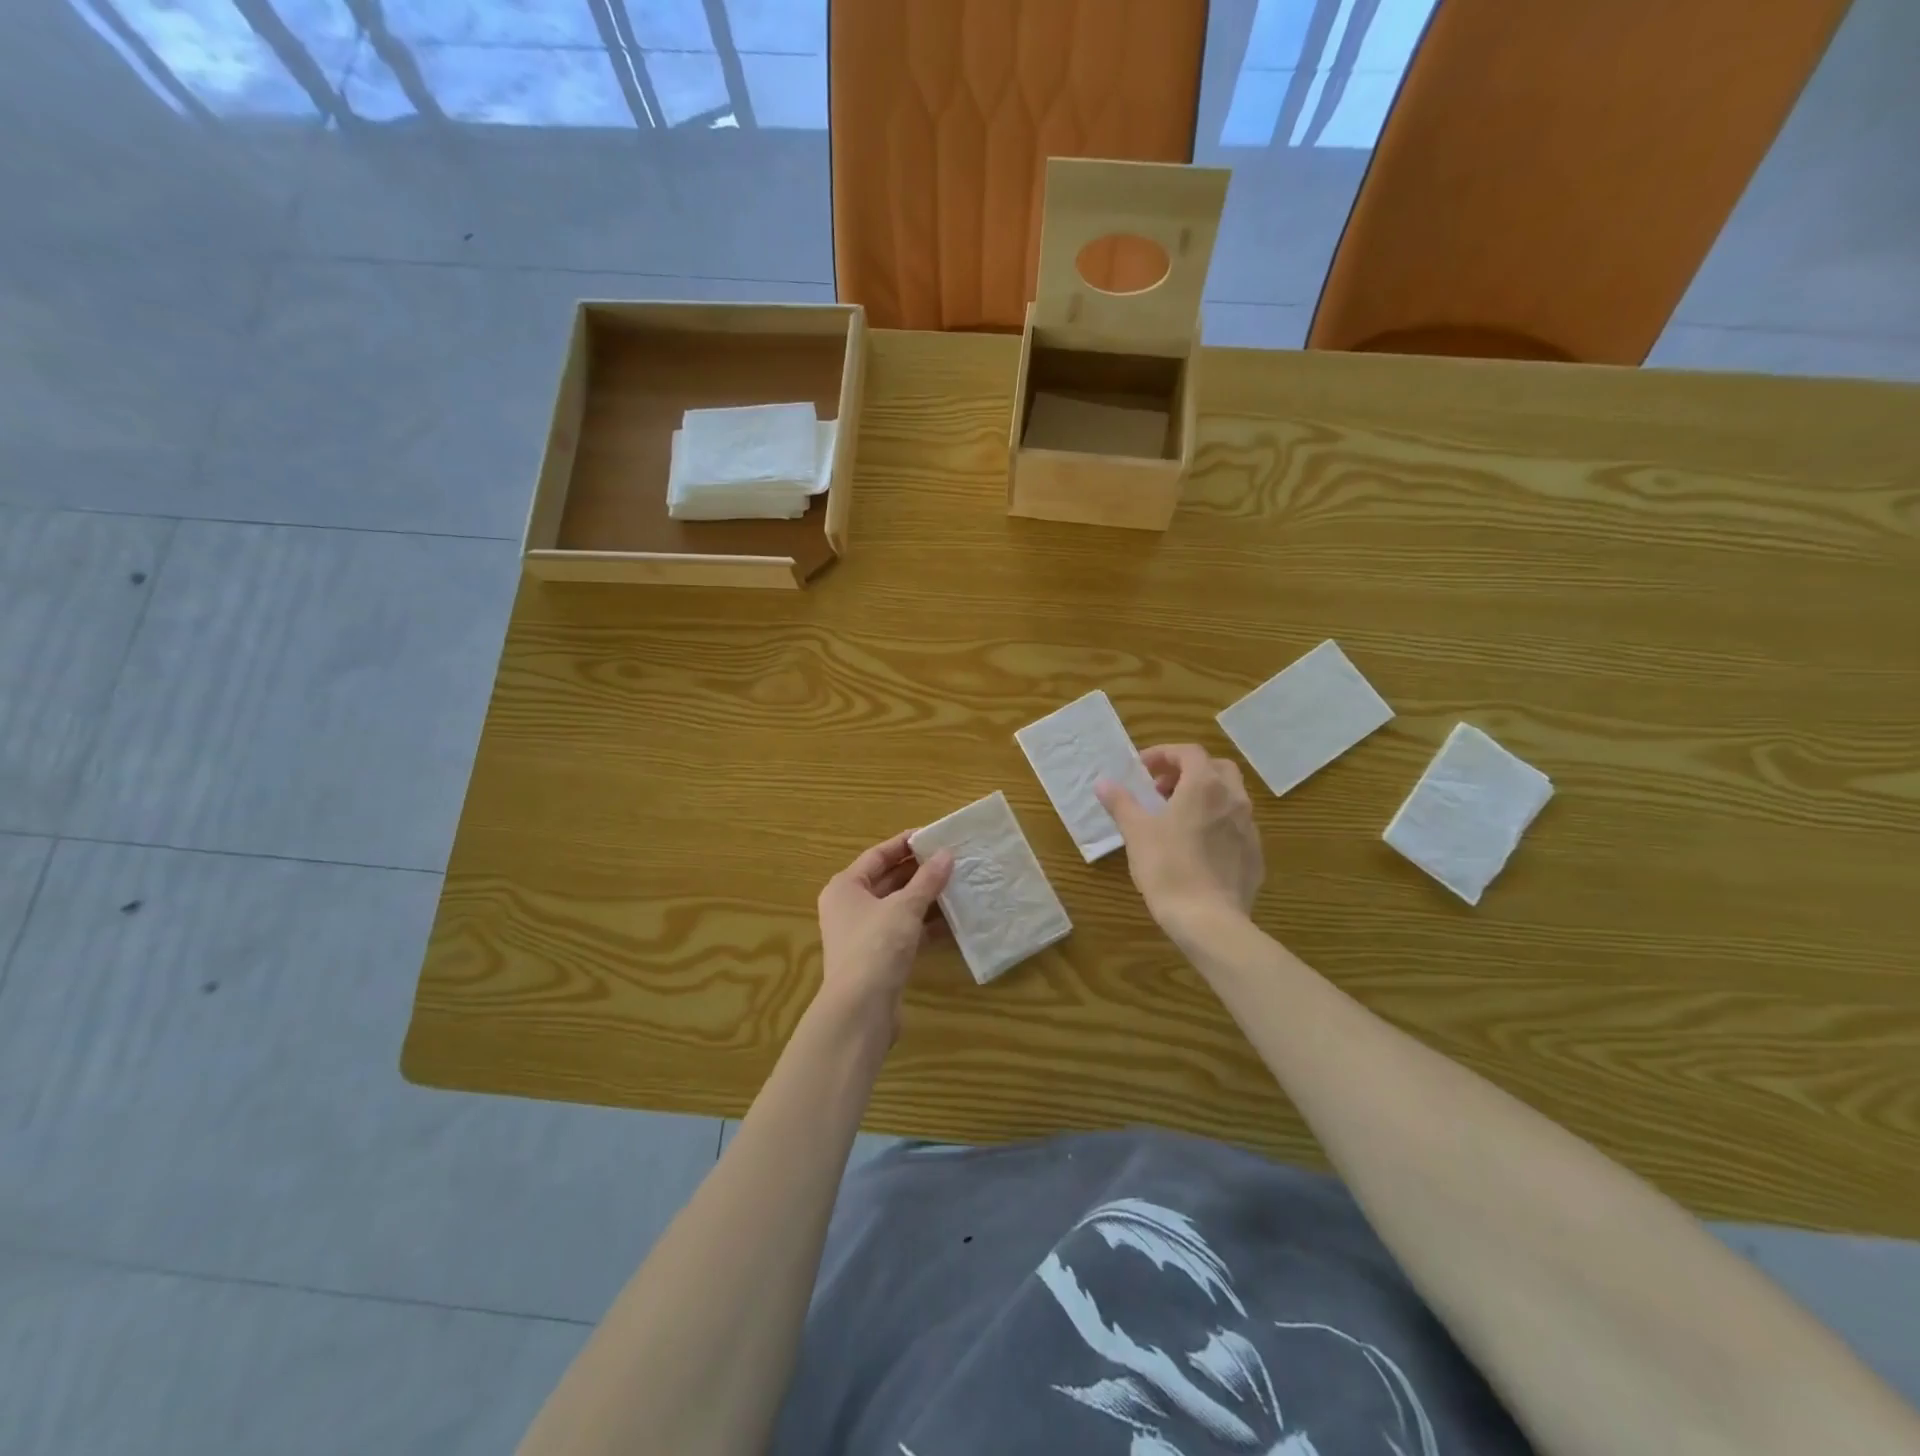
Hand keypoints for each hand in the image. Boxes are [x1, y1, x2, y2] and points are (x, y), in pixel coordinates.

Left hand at [816, 833, 952, 1037]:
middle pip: (888, 880)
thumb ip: (927, 879)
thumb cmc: (876, 946)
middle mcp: (851, 907)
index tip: (935, 836)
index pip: (877, 855)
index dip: (905, 844)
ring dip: (926, 898)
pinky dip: (926, 925)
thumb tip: (947, 854)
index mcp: (846, 887)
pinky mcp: (880, 958)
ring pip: (899, 907)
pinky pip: (906, 931)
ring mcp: (865, 935)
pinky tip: (954, 920)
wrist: (860, 1010)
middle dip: (920, 871)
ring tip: (958, 884)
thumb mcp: (904, 907)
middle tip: (952, 859)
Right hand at [1096, 744, 1264, 936]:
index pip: (1188, 752)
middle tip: (1162, 791)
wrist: (1209, 920)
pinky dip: (1217, 823)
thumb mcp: (1136, 832)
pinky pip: (1236, 826)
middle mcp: (1233, 798)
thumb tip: (1103, 782)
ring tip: (1177, 818)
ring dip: (1204, 796)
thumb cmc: (1168, 867)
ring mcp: (1249, 827)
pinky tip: (1197, 847)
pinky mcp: (1255, 854)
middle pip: (1215, 768)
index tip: (1141, 771)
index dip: (1163, 754)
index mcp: (1204, 785)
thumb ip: (1121, 802)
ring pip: (1230, 796)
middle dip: (1188, 772)